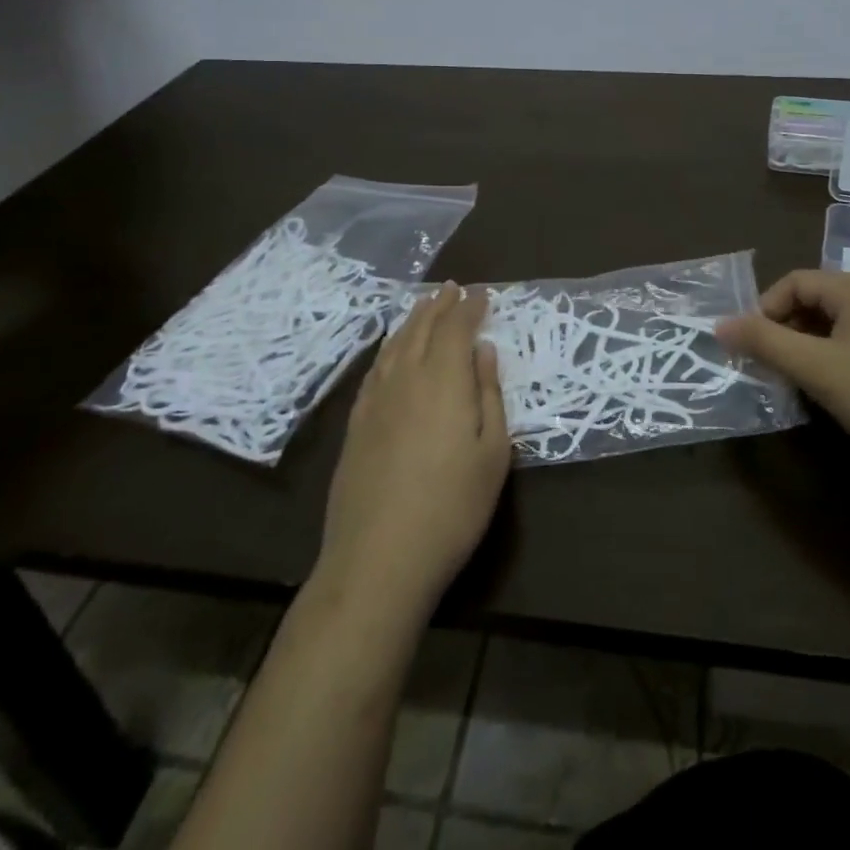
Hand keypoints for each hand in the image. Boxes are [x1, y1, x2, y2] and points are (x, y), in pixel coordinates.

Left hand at [316, 285, 509, 614]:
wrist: (378, 559)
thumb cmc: (452, 507)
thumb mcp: (493, 453)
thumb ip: (489, 395)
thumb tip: (484, 351)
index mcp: (443, 380)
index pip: (456, 328)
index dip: (471, 307)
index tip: (483, 294)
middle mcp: (406, 378)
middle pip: (422, 328)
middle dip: (440, 305)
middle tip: (453, 289)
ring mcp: (375, 401)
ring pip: (395, 345)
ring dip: (413, 320)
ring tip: (425, 306)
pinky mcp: (356, 424)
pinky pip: (376, 369)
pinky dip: (389, 349)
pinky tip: (393, 351)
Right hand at [717, 270, 849, 497]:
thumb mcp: (815, 368)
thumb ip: (764, 343)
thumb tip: (718, 325)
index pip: (794, 282)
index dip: (765, 310)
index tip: (748, 347)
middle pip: (811, 302)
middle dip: (782, 332)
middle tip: (765, 368)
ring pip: (828, 328)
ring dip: (802, 351)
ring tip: (789, 383)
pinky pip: (849, 348)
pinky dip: (826, 363)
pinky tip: (822, 394)